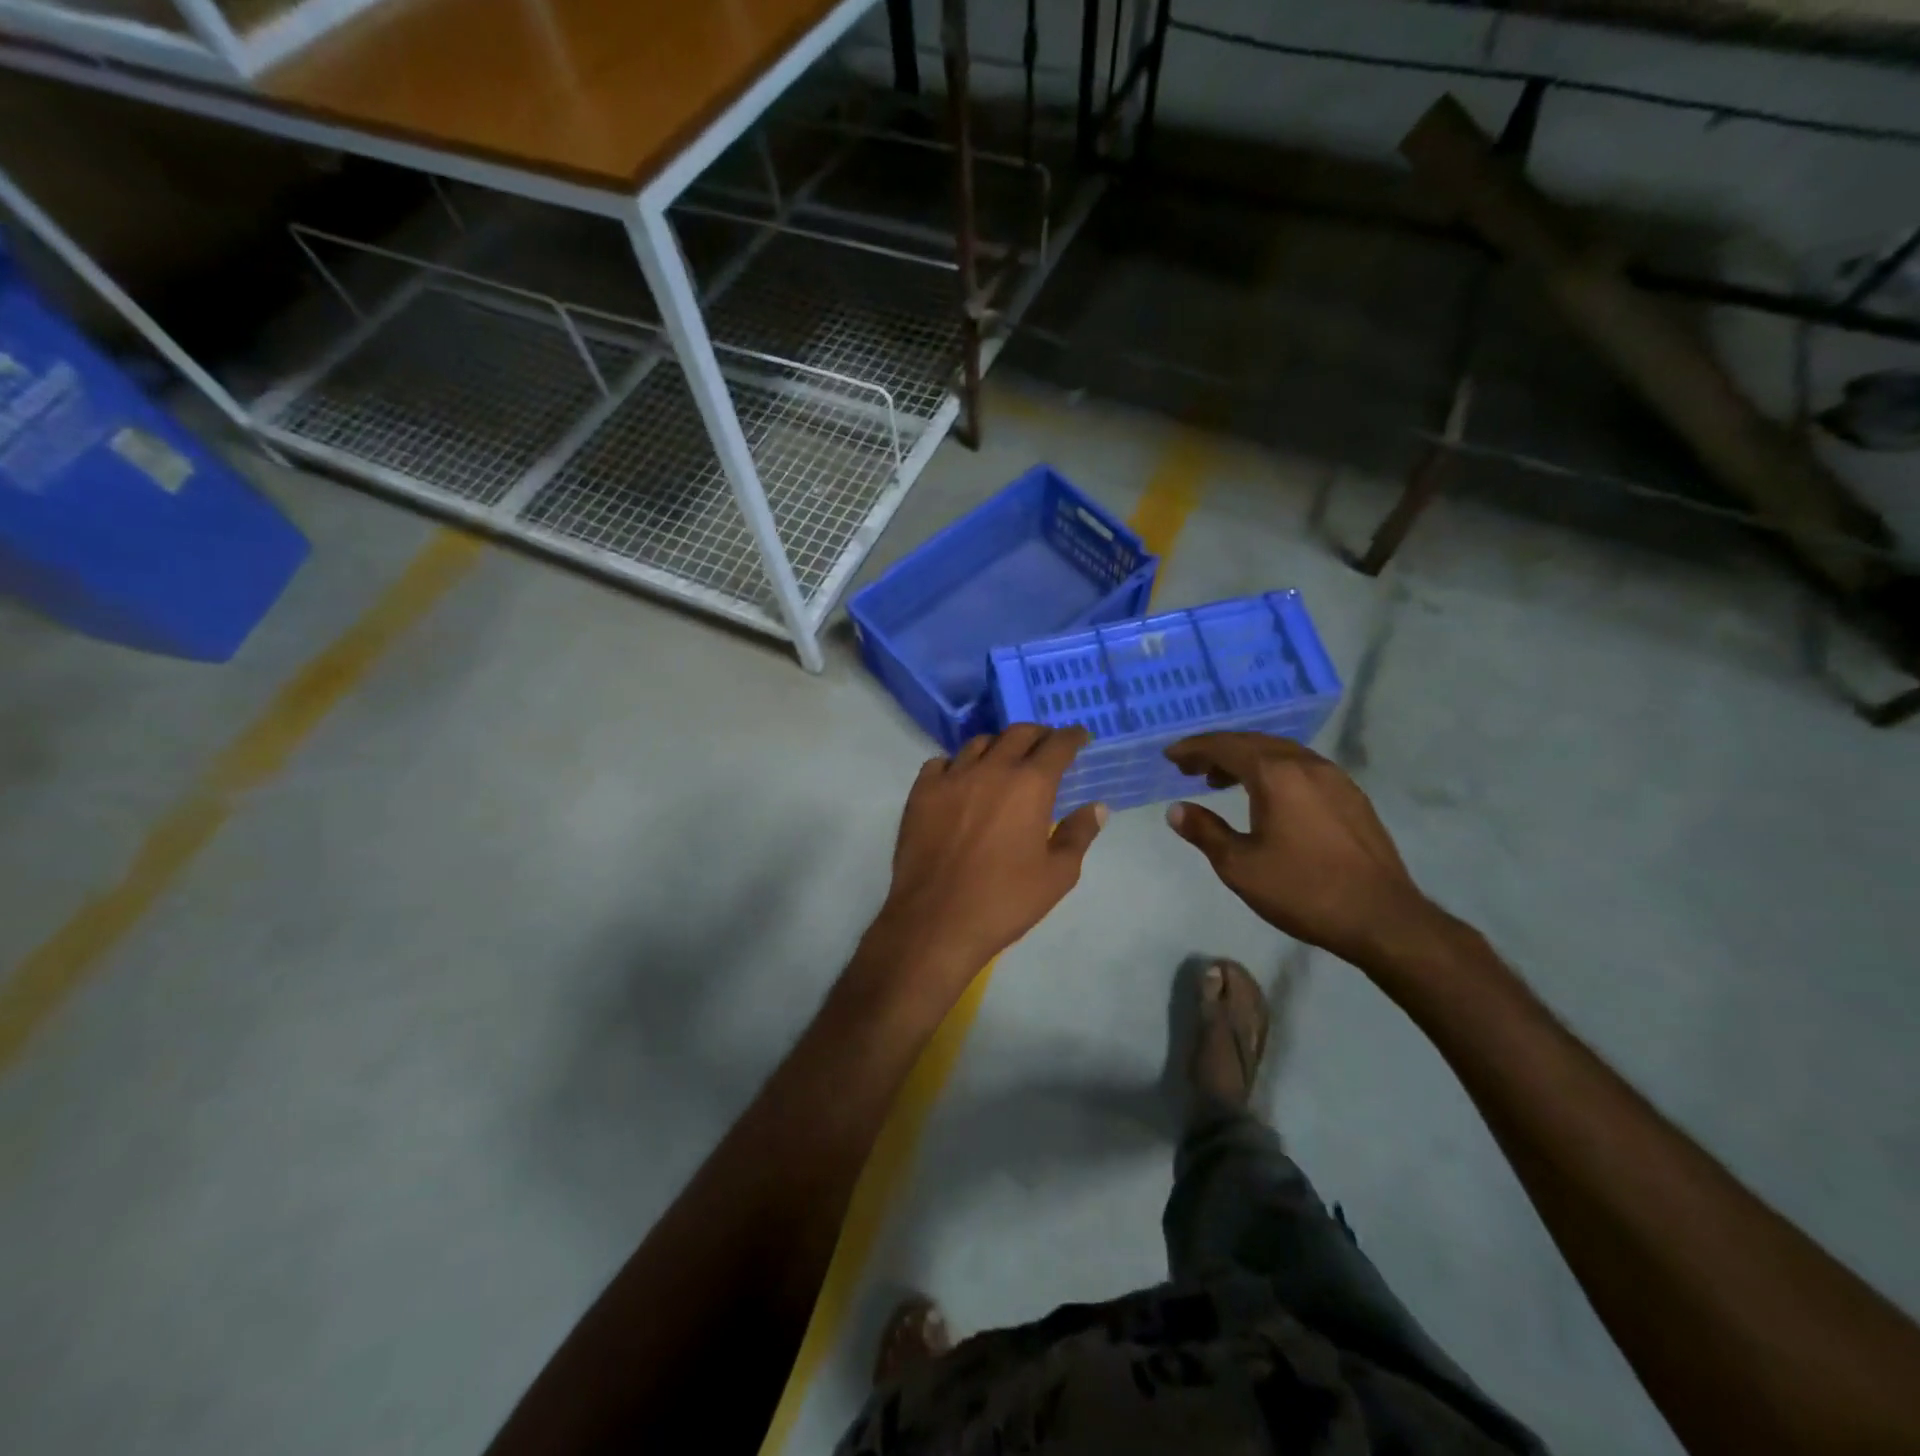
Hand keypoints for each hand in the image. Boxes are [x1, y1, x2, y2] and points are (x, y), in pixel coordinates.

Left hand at [865, 726, 1106, 1000]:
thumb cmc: (1005, 900)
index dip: (1071, 737)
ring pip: (978, 744)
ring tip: (1004, 759)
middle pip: (1018, 734)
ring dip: (998, 746)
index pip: (1057, 746)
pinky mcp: (921, 793)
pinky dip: (957, 764)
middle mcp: (991, 769)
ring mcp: (951, 778)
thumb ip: (1079, 834)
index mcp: (1030, 785)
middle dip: (1038, 734)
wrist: (936, 920)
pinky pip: (941, 763)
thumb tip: (1097, 807)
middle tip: (1046, 745)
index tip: (1079, 736)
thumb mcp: (1058, 875)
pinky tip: (961, 779)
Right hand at [1163, 732, 1440, 969]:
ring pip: (1281, 753)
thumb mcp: (1240, 866)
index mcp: (1276, 774)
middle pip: (1254, 743)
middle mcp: (1306, 764)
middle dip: (1218, 750)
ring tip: (1221, 781)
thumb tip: (1176, 810)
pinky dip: (1273, 771)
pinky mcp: (1351, 796)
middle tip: (1191, 768)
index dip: (1194, 748)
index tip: (1170, 756)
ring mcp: (1335, 778)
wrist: (1382, 918)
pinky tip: (1267, 797)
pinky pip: (1302, 768)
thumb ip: (1205, 831)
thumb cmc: (1303, 890)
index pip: (1226, 746)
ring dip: (1246, 760)